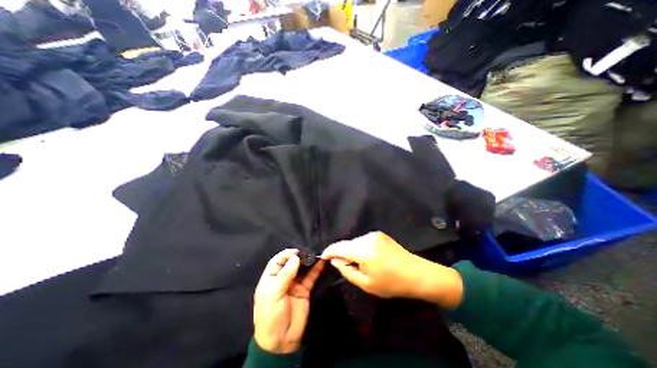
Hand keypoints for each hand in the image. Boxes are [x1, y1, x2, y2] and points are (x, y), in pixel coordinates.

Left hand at [252, 248, 323, 354]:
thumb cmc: (271, 316)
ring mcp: (294, 284)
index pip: (277, 261)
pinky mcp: (304, 290)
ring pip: (302, 268)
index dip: (286, 254)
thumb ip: (285, 274)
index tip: (297, 251)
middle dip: (299, 256)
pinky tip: (321, 263)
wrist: (281, 341)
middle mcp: (283, 279)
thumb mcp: (274, 294)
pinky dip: (316, 270)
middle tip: (308, 252)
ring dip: (308, 261)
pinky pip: (310, 277)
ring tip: (316, 254)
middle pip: (291, 263)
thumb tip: (295, 257)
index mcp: (271, 279)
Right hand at [319, 233, 460, 306]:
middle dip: (342, 253)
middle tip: (346, 267)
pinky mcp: (380, 234)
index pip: (339, 247)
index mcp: (363, 250)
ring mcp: (374, 234)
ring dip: (353, 251)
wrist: (417, 274)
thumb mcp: (366, 284)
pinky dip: (361, 248)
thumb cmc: (391, 283)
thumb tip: (335, 261)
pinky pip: (363, 241)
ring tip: (361, 265)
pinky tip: (369, 258)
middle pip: (347, 244)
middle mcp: (367, 238)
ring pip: (355, 242)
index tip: (323, 257)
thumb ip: (347, 271)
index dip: (329, 251)